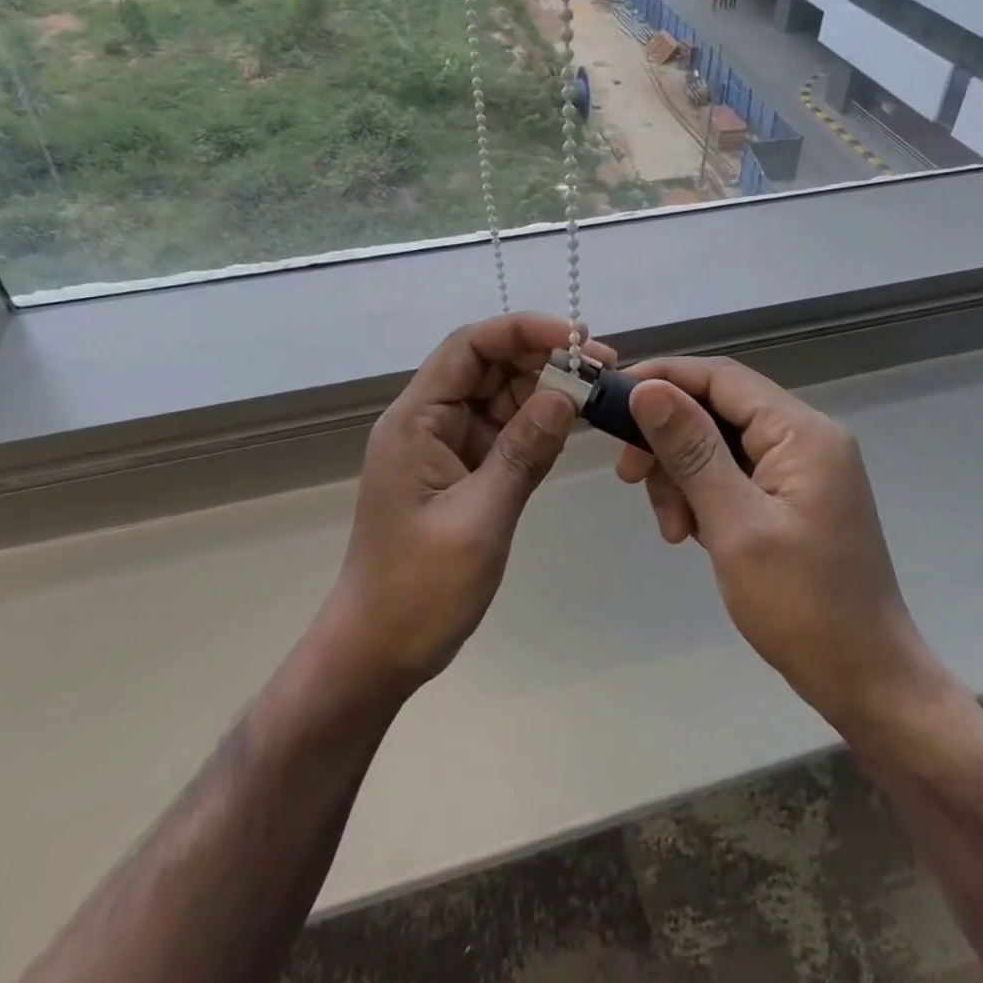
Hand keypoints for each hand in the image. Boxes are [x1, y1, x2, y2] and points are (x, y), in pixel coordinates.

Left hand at [318, 314, 609, 700]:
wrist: (378, 651)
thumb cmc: (418, 589)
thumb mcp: (479, 519)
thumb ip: (523, 452)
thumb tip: (566, 395)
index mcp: (416, 420)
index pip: (469, 347)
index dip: (523, 330)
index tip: (578, 338)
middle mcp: (430, 421)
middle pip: (488, 365)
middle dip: (543, 357)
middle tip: (604, 367)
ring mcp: (446, 445)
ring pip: (501, 395)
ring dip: (546, 389)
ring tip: (597, 393)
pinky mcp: (463, 470)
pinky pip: (505, 431)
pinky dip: (538, 425)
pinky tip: (572, 424)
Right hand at [615, 357, 944, 733]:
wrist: (868, 684)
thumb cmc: (803, 606)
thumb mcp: (735, 525)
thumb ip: (691, 451)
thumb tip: (647, 389)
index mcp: (802, 432)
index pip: (721, 377)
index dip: (663, 378)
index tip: (612, 399)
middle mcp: (805, 437)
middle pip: (717, 409)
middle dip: (668, 440)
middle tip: (630, 477)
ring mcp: (801, 468)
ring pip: (718, 444)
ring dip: (682, 477)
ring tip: (674, 529)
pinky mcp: (792, 497)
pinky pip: (733, 474)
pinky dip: (703, 496)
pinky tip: (692, 533)